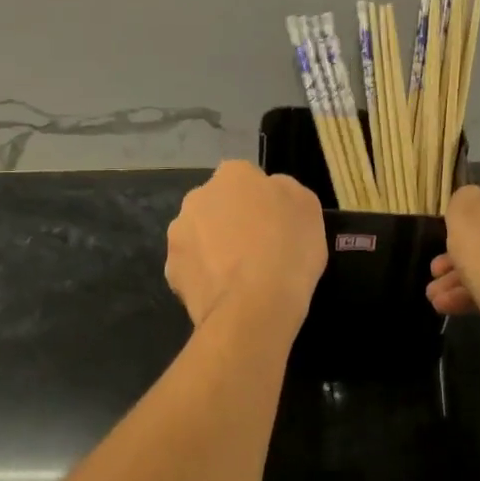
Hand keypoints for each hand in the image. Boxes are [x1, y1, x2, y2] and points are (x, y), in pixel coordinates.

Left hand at [166, 161, 326, 337]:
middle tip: (258, 248)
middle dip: (232, 221)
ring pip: (200, 236)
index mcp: (233, 174)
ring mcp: (179, 234)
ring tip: (242, 277)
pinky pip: (193, 269)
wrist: (254, 306)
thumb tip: (271, 193)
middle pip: (218, 205)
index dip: (263, 202)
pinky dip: (206, 278)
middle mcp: (198, 196)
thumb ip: (285, 192)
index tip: (276, 224)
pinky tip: (227, 294)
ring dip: (215, 248)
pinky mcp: (171, 271)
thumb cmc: (288, 248)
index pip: (247, 179)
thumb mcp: (308, 207)